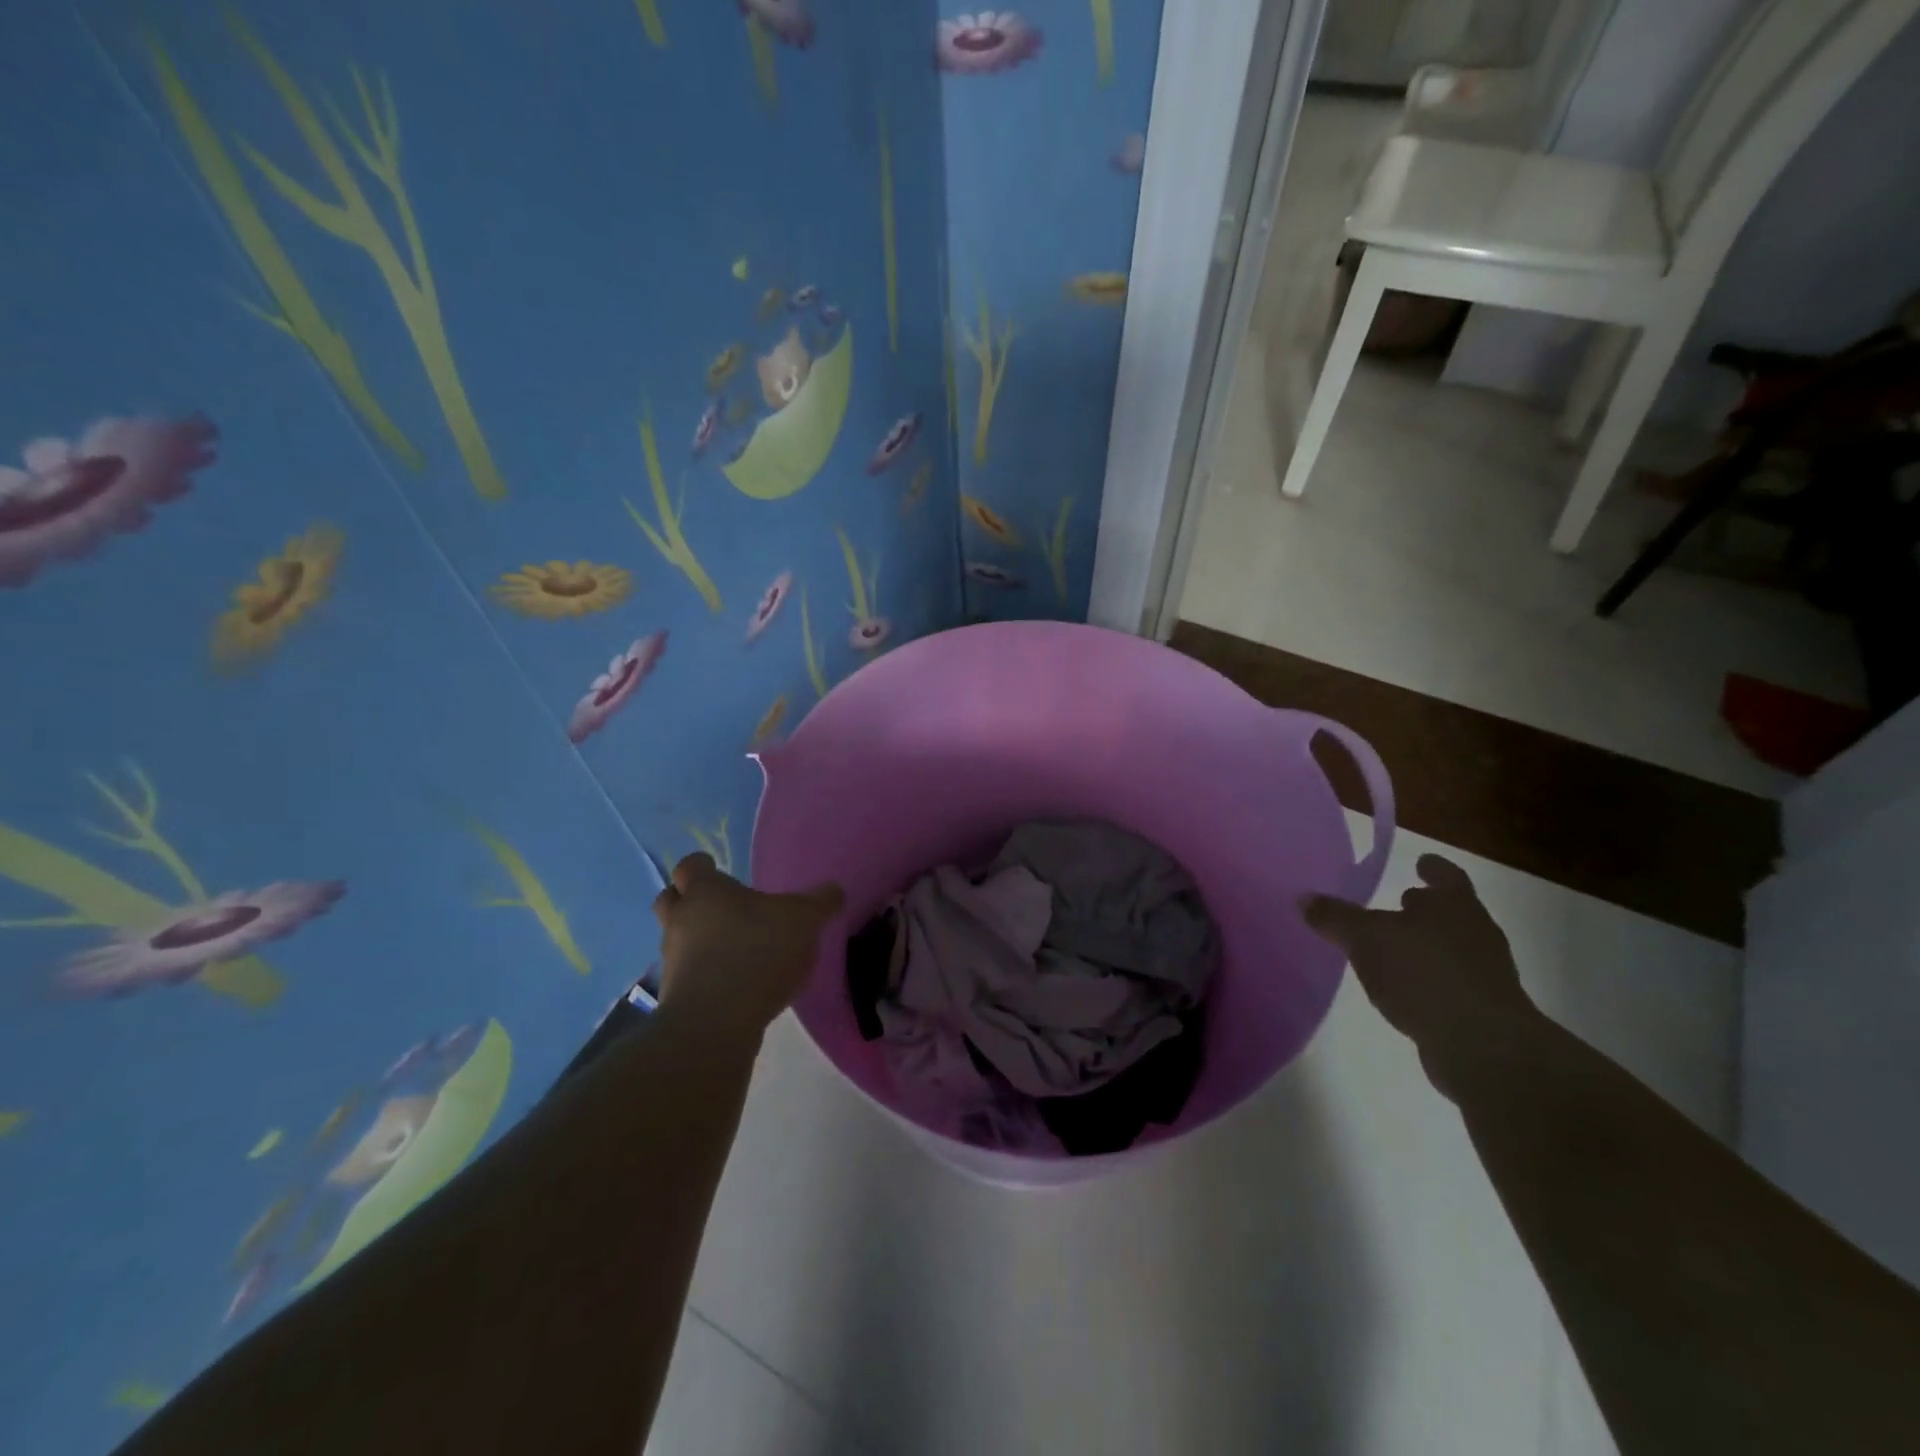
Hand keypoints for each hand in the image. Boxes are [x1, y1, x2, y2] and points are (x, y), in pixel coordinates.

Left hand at [651, 853, 844, 1044]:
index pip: (691, 865)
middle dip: (689, 900)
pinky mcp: (675, 996)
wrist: (715, 1023)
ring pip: (677, 939)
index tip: (719, 870)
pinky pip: (688, 975)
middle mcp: (680, 920)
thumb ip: (820, 902)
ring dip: (697, 940)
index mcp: (704, 891)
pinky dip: (705, 975)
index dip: (704, 866)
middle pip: (671, 900)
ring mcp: (672, 960)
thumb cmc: (756, 952)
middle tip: (721, 907)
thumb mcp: (803, 920)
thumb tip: (833, 890)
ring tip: (733, 949)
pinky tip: (734, 984)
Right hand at [1302, 854, 1539, 1096]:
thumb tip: (1303, 898)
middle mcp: (1476, 932)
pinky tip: (1405, 989)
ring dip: (1427, 945)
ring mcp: (1486, 974)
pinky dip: (1429, 980)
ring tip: (1394, 949)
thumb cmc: (1423, 973)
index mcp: (1454, 905)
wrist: (1483, 1045)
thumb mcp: (1364, 938)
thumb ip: (1335, 917)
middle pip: (1451, 912)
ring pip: (1452, 948)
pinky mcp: (1484, 1010)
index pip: (1446, 875)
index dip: (1432, 868)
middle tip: (1400, 903)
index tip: (1421, 862)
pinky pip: (1451, 983)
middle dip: (1427, 908)